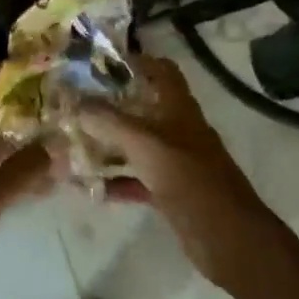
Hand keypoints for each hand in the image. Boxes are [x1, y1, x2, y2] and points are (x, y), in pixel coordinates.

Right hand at [78, 56, 284, 292]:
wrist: (228, 237)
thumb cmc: (189, 178)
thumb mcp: (144, 144)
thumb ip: (108, 121)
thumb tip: (72, 102)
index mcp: (178, 107)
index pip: (159, 69)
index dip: (134, 60)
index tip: (99, 61)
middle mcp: (176, 128)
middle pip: (141, 106)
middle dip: (108, 104)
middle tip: (73, 103)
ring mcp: (174, 161)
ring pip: (135, 144)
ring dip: (106, 144)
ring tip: (70, 143)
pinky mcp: (170, 191)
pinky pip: (136, 179)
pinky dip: (114, 181)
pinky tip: (87, 187)